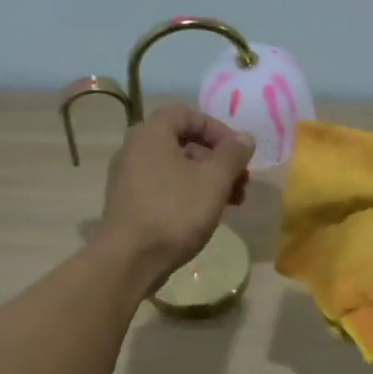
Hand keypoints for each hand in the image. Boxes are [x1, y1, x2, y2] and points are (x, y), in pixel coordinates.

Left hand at [98, 105, 254, 288]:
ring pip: (175, 168)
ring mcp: (128, 178)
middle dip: (217, 160)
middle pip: (183, 142)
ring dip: (207, 179)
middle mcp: (134, 149)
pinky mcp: (128, 203)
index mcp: (151, 134)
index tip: (238, 153)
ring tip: (231, 203)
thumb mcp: (214, 180)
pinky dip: (187, 194)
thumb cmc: (175, 211)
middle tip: (241, 182)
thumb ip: (233, 154)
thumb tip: (245, 138)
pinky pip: (163, 188)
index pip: (187, 114)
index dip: (217, 129)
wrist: (130, 259)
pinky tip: (205, 216)